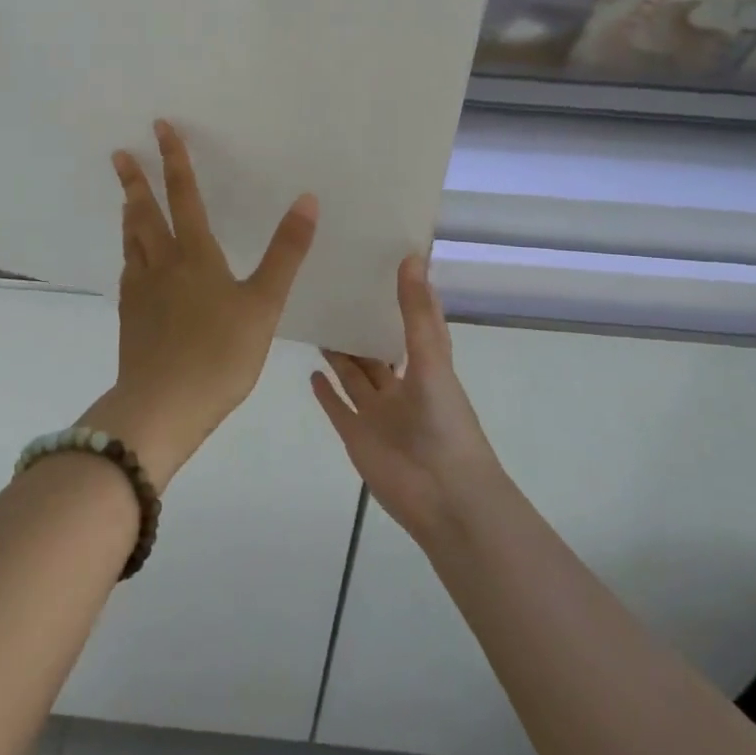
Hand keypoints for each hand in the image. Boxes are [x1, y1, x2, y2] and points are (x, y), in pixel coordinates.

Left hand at [85, 120, 317, 491]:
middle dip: (135, 180)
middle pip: (144, 213)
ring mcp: (141, 291)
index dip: (174, 160)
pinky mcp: (130, 317)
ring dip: (129, 214)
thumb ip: (286, 253)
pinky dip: (130, 253)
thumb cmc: (220, 354)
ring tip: (126, 198)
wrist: (162, 407)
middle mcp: (162, 263)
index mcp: (195, 254)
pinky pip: (129, 271)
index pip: (183, 194)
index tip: (160, 128)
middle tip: (120, 155)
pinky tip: (133, 263)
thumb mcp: (264, 303)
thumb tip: (307, 199)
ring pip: (132, 241)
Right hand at [312, 256, 509, 545]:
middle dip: (361, 324)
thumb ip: (415, 312)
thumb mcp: (431, 359)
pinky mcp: (357, 436)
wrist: (444, 498)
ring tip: (317, 321)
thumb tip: (412, 256)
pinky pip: (338, 408)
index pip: (414, 321)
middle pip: (377, 349)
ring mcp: (378, 413)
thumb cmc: (444, 423)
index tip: (385, 260)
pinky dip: (325, 392)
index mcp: (426, 365)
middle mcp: (401, 385)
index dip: (405, 294)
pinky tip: (311, 370)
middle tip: (333, 288)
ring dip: (339, 354)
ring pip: (355, 376)